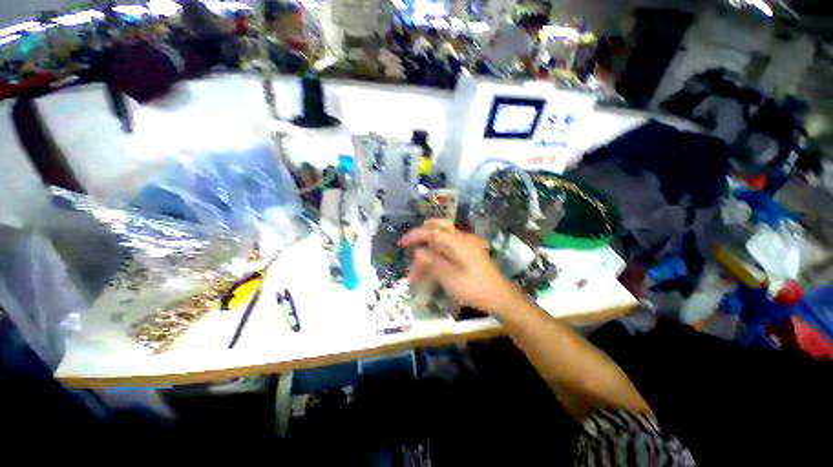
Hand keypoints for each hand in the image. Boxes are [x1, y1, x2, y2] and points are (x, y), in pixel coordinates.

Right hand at [397, 220, 524, 315]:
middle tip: (409, 248)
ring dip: (427, 255)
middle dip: (421, 238)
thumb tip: (417, 250)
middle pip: (437, 230)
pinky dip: (435, 260)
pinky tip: (428, 274)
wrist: (499, 297)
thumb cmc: (473, 287)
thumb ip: (432, 261)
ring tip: (415, 275)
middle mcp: (461, 239)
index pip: (432, 232)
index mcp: (457, 241)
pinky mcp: (466, 255)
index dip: (415, 235)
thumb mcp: (449, 277)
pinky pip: (447, 252)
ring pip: (440, 244)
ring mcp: (464, 246)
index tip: (401, 243)